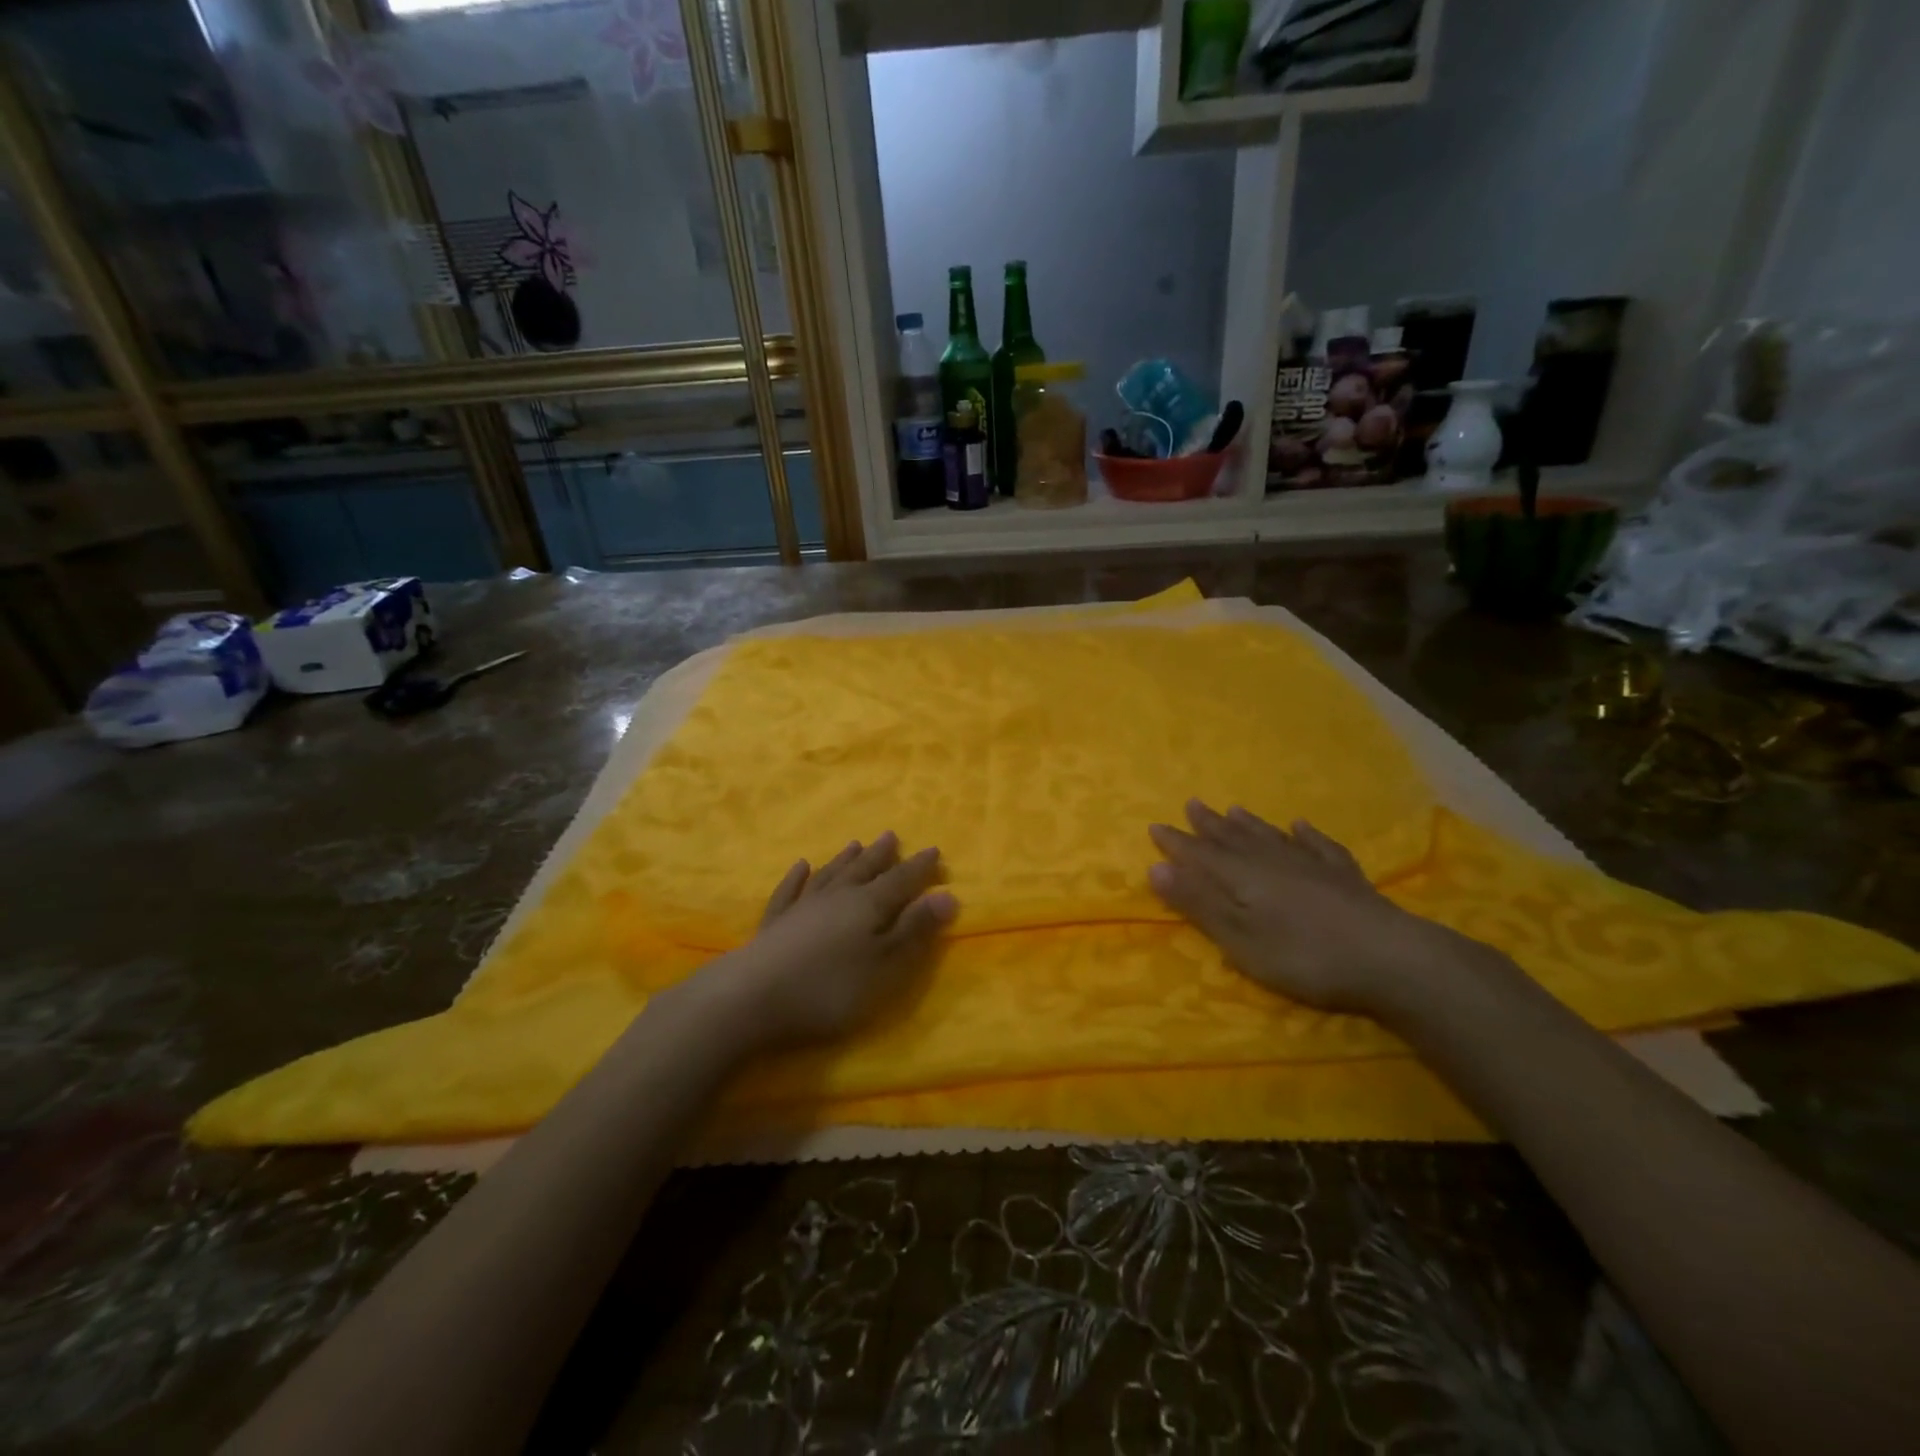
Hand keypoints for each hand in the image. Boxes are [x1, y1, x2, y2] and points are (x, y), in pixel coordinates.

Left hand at [692, 833, 956, 1050]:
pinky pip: (789, 891)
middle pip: (864, 870)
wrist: (752, 997)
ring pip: (830, 875)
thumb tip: (948, 895)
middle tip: (892, 836)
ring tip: (856, 843)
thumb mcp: (885, 966)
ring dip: (845, 859)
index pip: (902, 881)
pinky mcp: (774, 924)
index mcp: (869, 906)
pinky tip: (800, 867)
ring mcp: (802, 907)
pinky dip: (796, 878)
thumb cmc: (829, 988)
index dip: (920, 868)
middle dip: (882, 855)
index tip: (934, 850)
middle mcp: (837, 897)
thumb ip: (915, 930)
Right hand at [1148, 800, 1491, 1017]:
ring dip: (1249, 824)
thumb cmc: (1304, 956)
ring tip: (1233, 809)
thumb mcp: (1240, 939)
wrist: (1390, 958)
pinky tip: (1300, 825)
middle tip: (1191, 804)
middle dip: (1209, 825)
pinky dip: (1306, 834)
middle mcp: (1272, 861)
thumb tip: (1155, 868)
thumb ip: (1199, 904)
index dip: (1177, 843)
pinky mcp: (1344, 876)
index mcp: (1242, 877)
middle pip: (1233, 839)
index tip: (1155, 825)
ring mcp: (1311, 865)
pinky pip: (1318, 845)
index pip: (1200, 855)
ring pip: (1271, 837)